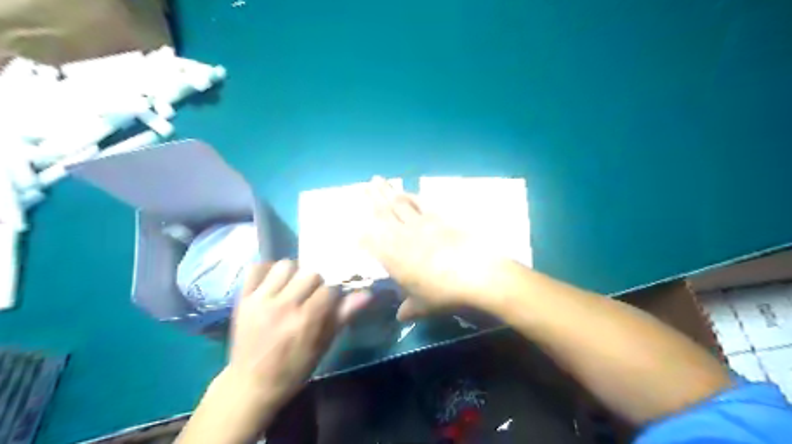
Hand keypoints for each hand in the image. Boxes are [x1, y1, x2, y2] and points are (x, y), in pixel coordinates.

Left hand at [226, 260, 367, 408]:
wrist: (250, 385)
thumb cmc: (293, 369)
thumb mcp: (323, 346)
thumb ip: (343, 316)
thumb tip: (366, 294)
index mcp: (305, 320)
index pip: (329, 290)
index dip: (333, 295)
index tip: (329, 304)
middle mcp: (283, 305)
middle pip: (310, 274)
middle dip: (316, 284)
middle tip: (311, 297)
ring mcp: (260, 300)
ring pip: (285, 265)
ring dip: (294, 274)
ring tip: (292, 288)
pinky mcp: (243, 298)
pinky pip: (257, 268)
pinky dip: (267, 271)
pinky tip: (274, 283)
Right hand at [363, 179, 510, 319]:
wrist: (476, 274)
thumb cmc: (444, 293)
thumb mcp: (423, 306)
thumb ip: (409, 309)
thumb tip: (401, 316)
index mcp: (393, 257)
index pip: (371, 240)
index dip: (361, 233)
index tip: (355, 228)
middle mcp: (402, 236)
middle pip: (383, 214)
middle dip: (371, 199)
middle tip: (363, 185)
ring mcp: (421, 224)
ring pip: (399, 203)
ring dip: (387, 191)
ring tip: (378, 180)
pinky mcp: (438, 218)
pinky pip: (420, 203)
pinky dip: (411, 195)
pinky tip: (406, 191)